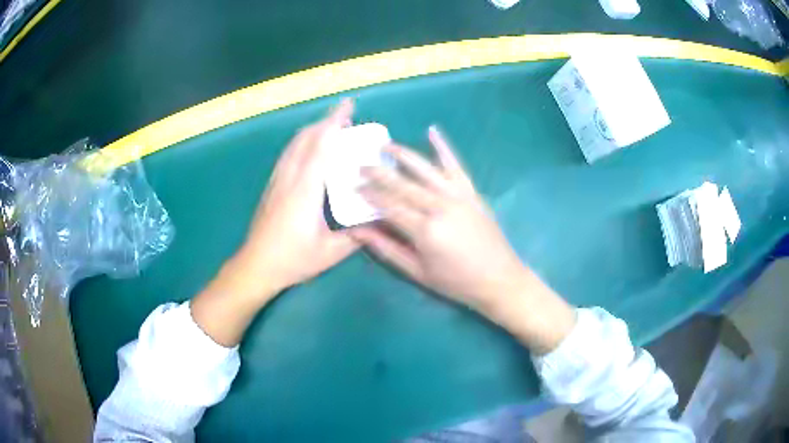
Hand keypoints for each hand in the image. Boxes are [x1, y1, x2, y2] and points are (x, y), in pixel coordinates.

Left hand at [233, 99, 359, 297]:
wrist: (255, 265)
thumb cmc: (292, 259)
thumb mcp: (330, 253)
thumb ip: (356, 236)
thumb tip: (378, 223)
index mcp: (306, 190)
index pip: (321, 146)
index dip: (334, 122)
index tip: (348, 105)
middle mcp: (289, 178)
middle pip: (306, 138)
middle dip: (325, 122)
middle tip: (346, 119)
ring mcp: (277, 181)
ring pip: (294, 145)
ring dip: (313, 131)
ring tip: (331, 130)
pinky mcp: (271, 187)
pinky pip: (288, 155)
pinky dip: (302, 143)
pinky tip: (310, 150)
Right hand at [354, 127, 574, 353]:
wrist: (499, 279)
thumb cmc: (456, 282)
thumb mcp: (418, 272)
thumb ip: (387, 250)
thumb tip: (359, 232)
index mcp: (425, 230)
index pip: (389, 206)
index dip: (369, 195)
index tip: (353, 186)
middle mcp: (440, 206)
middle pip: (403, 184)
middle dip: (378, 173)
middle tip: (360, 165)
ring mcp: (458, 196)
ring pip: (425, 169)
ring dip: (403, 154)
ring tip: (385, 145)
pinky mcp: (471, 192)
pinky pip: (455, 165)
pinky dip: (444, 147)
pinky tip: (432, 131)